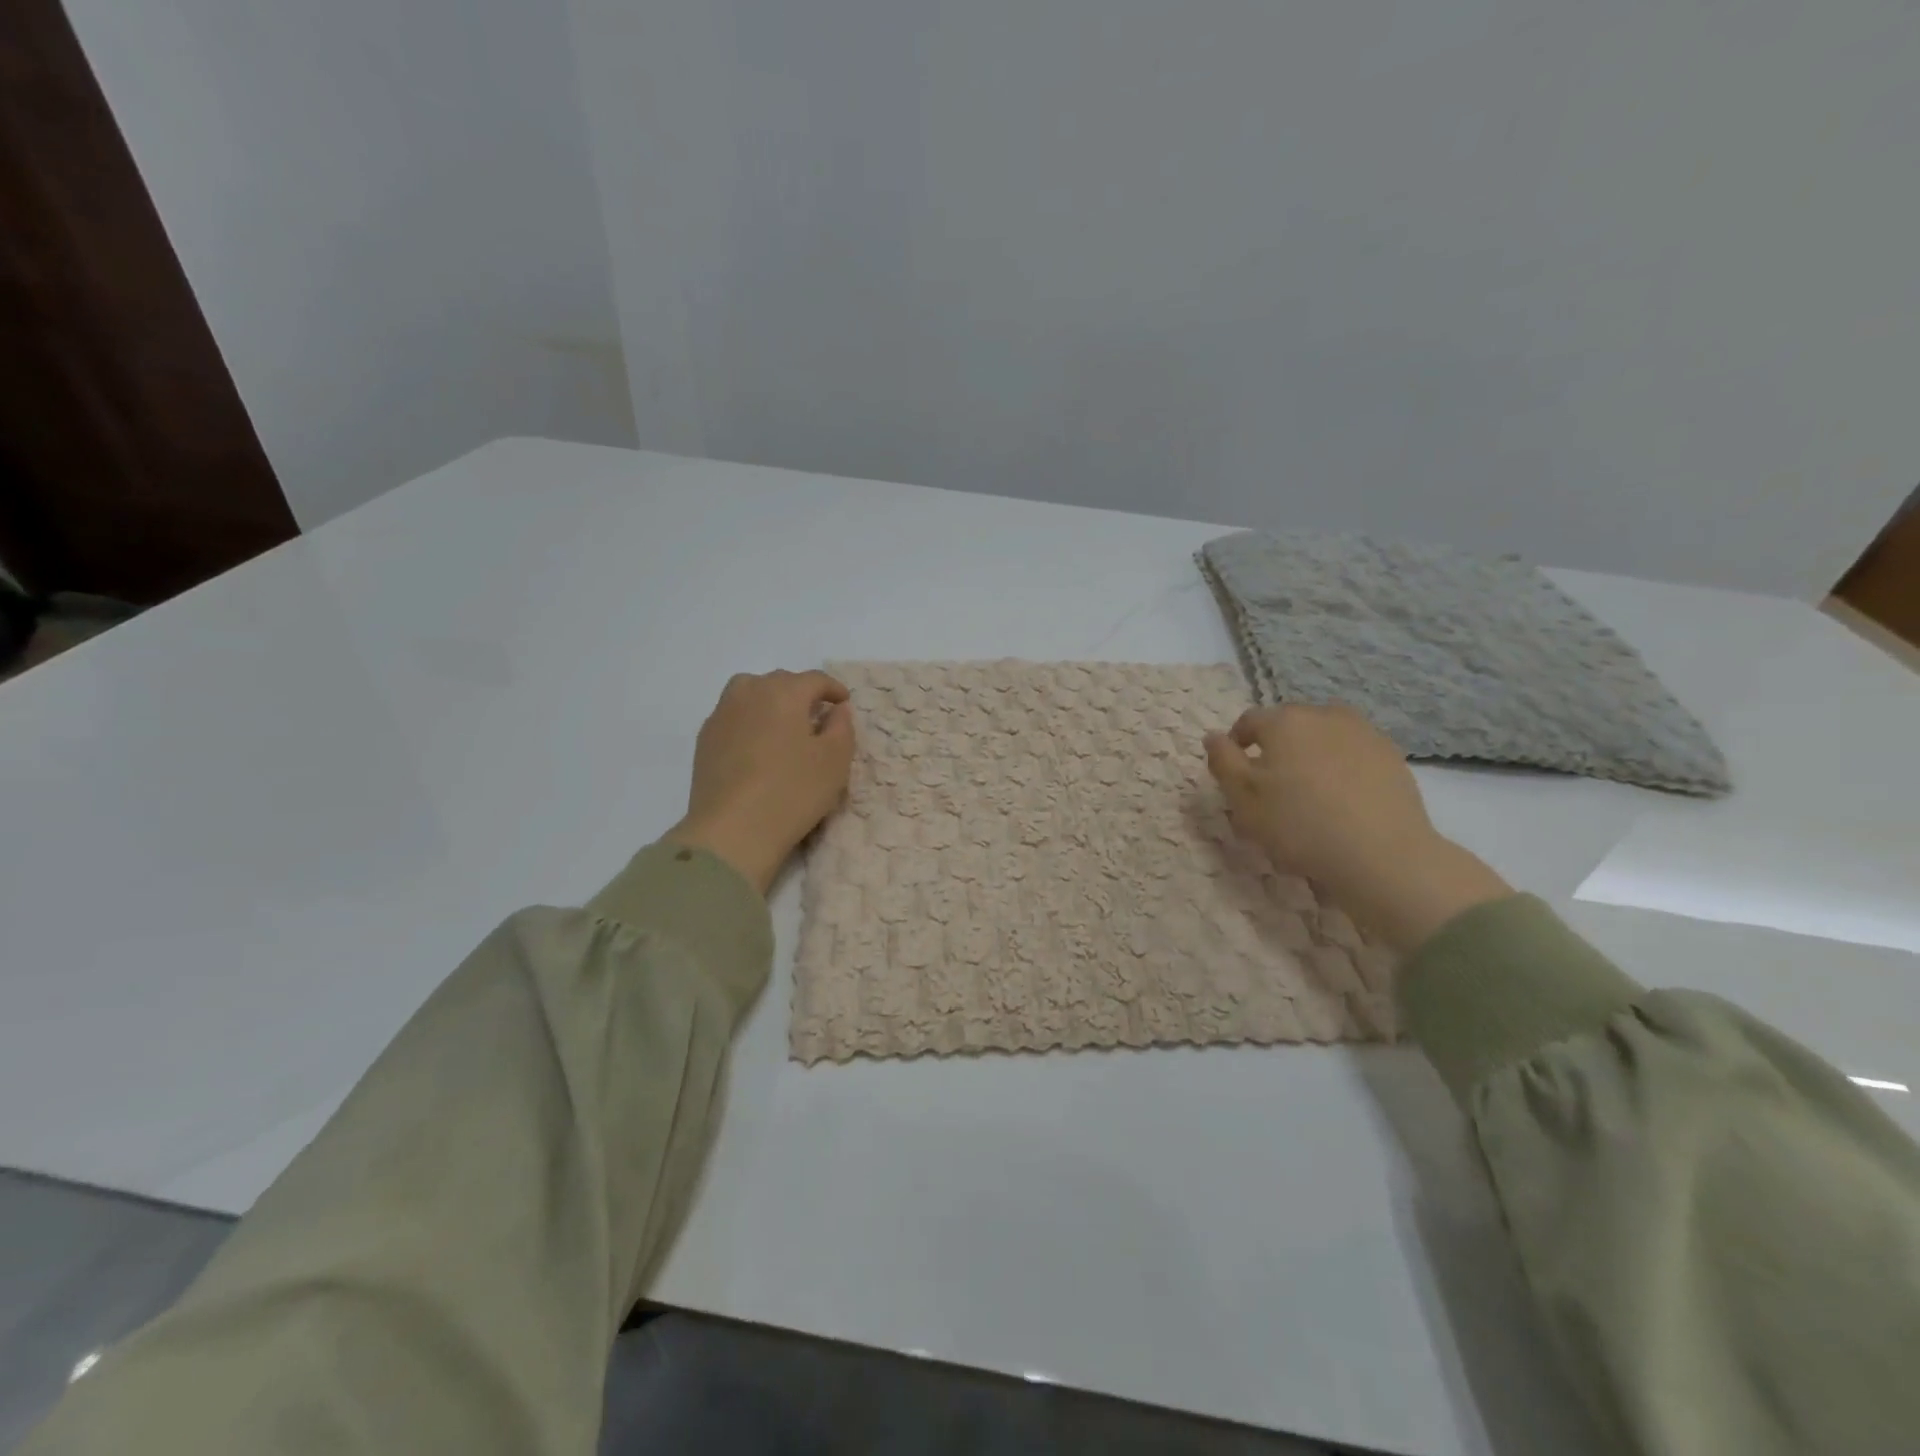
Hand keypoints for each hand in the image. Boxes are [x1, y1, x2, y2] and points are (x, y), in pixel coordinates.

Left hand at [666, 670, 854, 895]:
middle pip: (780, 681)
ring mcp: (722, 715)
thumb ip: (842, 726)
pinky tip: (756, 746)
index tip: (843, 702)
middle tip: (816, 716)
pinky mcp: (705, 740)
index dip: (833, 689)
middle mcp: (750, 693)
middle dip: (801, 693)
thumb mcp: (835, 760)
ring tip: (782, 724)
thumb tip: (837, 709)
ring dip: (770, 700)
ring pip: (749, 692)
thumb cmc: (793, 791)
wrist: (733, 830)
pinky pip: (732, 716)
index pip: (814, 679)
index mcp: (784, 692)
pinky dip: (749, 720)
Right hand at [1203, 704, 1510, 951]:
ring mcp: (1363, 732)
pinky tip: (1342, 800)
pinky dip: (1342, 768)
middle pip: (1289, 726)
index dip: (1237, 746)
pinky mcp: (1391, 756)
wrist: (1382, 855)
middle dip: (1276, 748)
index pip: (1248, 722)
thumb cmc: (1299, 824)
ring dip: (1311, 754)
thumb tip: (1213, 737)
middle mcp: (1323, 715)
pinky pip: (1353, 754)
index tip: (1237, 777)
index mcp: (1283, 721)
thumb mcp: (1243, 799)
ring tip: (1310, 792)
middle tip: (1272, 788)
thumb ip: (1222, 761)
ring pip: (1323, 737)